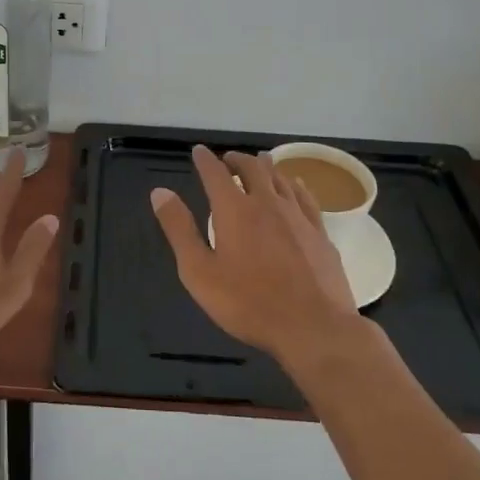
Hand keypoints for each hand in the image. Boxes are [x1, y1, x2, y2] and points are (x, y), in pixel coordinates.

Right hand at [149, 145, 364, 360]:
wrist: (313, 327)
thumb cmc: (248, 303)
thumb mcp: (199, 272)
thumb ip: (179, 229)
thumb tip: (160, 192)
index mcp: (234, 210)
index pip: (215, 173)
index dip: (205, 160)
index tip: (198, 152)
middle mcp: (267, 203)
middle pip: (252, 168)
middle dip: (236, 159)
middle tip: (228, 158)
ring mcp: (298, 216)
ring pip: (280, 178)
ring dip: (265, 166)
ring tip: (258, 162)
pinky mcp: (320, 233)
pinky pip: (305, 197)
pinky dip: (294, 184)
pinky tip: (295, 185)